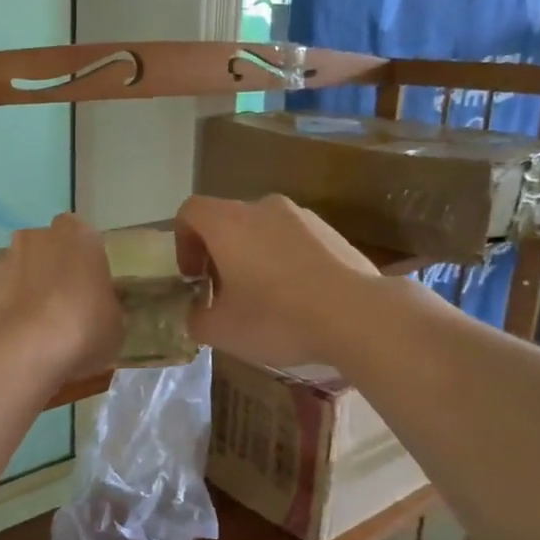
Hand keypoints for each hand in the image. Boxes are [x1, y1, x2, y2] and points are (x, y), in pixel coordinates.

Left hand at [0, 213, 123, 381]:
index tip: (93, 289)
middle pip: (51, 248)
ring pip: (26, 268)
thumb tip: (101, 308)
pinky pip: (7, 292)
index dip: (88, 264)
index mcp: (80, 235)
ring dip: (32, 287)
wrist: (22, 348)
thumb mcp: (116, 323)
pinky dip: (14, 306)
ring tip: (43, 325)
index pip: (86, 239)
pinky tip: (23, 334)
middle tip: (69, 303)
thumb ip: (107, 307)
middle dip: (57, 268)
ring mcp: (8, 258)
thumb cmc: (83, 326)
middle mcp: (41, 236)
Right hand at [175, 194, 380, 368]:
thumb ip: (196, 318)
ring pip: (262, 230)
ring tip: (265, 299)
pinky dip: (285, 261)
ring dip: (253, 257)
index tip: (193, 278)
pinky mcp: (331, 231)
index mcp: (228, 222)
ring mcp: (302, 216)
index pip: (190, 212)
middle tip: (225, 294)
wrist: (357, 315)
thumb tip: (198, 312)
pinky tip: (298, 298)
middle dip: (218, 254)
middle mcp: (262, 208)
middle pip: (227, 221)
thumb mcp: (220, 331)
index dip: (182, 242)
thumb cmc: (277, 317)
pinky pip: (294, 240)